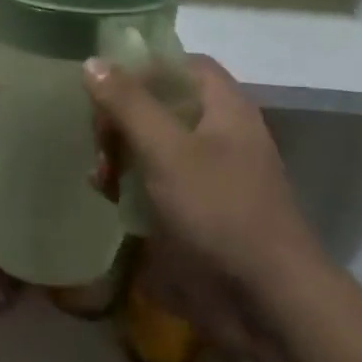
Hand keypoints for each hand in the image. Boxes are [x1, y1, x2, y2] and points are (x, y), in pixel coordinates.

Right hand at [86, 54, 332, 361]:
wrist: (267, 299)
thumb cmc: (220, 211)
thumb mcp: (167, 151)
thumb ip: (129, 104)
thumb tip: (93, 62)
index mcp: (225, 109)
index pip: (183, 64)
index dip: (144, 67)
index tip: (104, 86)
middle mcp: (219, 133)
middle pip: (161, 103)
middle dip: (121, 117)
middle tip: (98, 141)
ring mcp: (209, 173)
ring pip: (153, 143)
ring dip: (120, 153)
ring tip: (101, 177)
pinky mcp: (197, 208)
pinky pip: (156, 179)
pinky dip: (130, 182)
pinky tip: (110, 199)